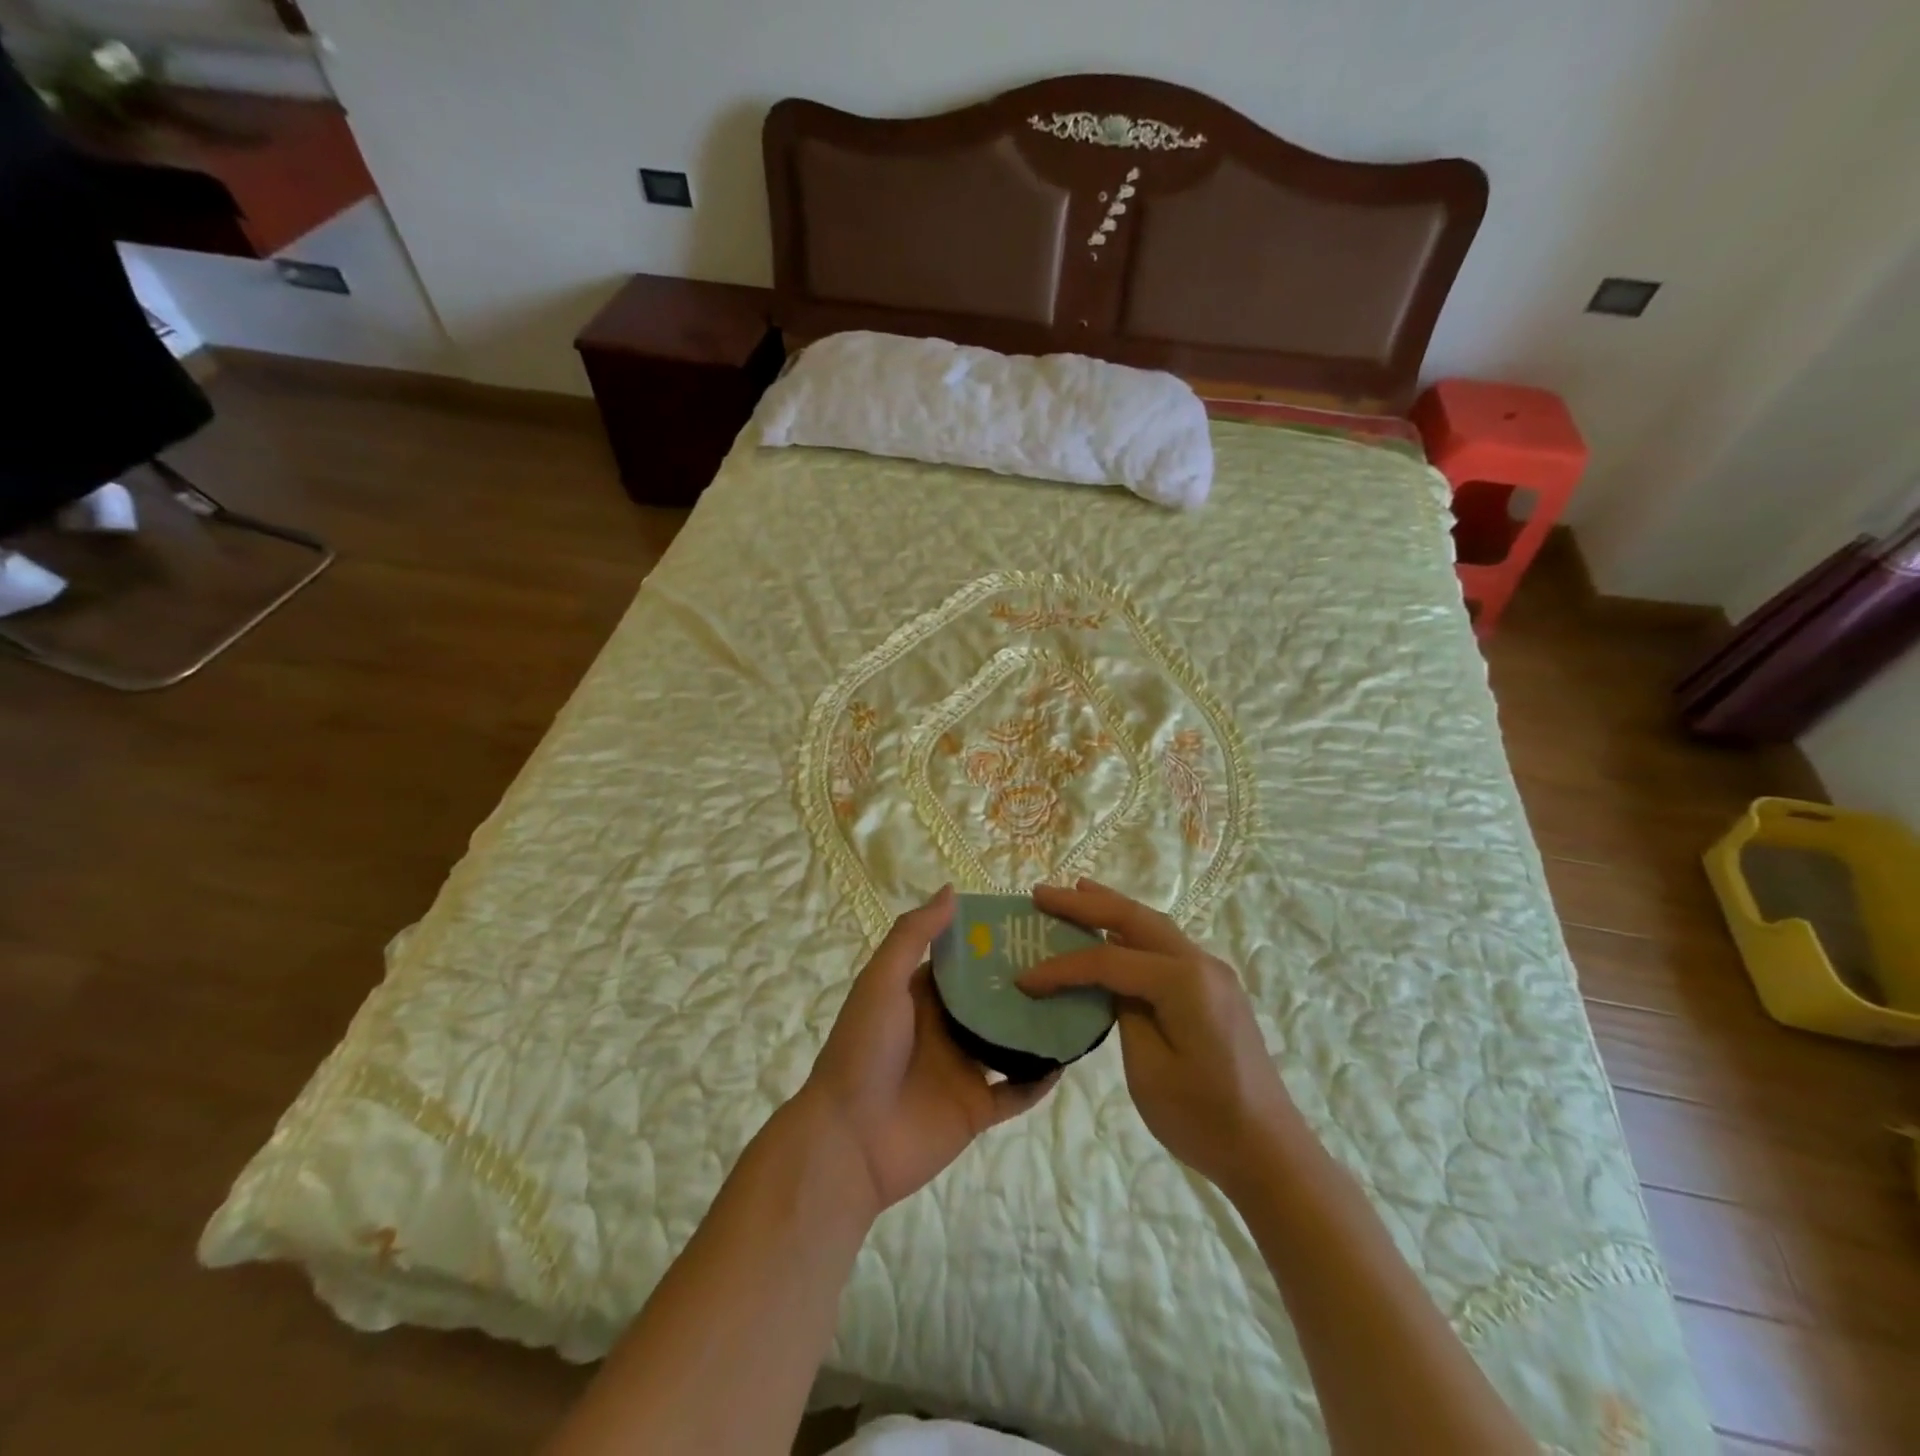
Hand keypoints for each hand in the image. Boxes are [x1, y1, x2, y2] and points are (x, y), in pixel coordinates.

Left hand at [803, 885, 1057, 1212]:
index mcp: (921, 995)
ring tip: (1078, 1000)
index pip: (963, 960)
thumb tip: (952, 891)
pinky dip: (1039, 1078)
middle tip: (1068, 957)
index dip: (992, 941)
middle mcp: (945, 1027)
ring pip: (1010, 1042)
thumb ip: (913, 936)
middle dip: (1024, 980)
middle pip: (992, 998)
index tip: (1031, 921)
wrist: (849, 1141)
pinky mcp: (976, 1109)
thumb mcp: (882, 981)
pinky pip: (1017, 1091)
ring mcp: (963, 1068)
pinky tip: (1066, 1058)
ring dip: (1037, 1025)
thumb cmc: (864, 1049)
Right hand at [1022, 879, 1294, 1196]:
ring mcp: (1211, 973)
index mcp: (1183, 982)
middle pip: (1134, 919)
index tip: (1024, 979)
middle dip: (1085, 903)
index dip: (1062, 968)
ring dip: (1111, 908)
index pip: (1108, 960)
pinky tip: (1113, 934)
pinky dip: (1132, 932)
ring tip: (1074, 893)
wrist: (1270, 1152)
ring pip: (1153, 925)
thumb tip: (1111, 983)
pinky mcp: (1213, 988)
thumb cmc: (1205, 1118)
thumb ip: (1124, 1013)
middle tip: (1041, 894)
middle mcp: (1200, 963)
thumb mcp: (1149, 1069)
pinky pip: (1165, 946)